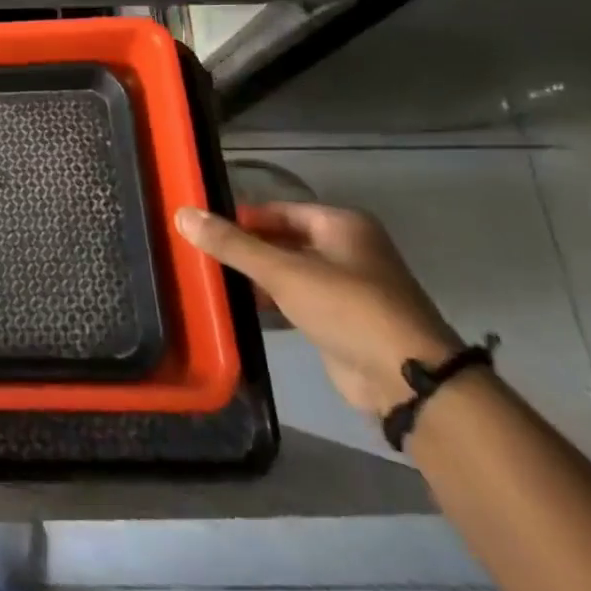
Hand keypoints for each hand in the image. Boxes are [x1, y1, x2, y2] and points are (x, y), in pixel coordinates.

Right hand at [176, 201, 461, 416]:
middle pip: (285, 239)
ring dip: (257, 275)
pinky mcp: (343, 321)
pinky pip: (298, 300)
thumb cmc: (347, 308)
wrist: (407, 380)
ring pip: (290, 271)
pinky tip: (241, 305)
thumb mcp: (283, 271)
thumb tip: (183, 213)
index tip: (205, 225)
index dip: (243, 217)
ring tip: (213, 276)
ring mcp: (349, 287)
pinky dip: (272, 300)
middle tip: (202, 251)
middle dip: (247, 246)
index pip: (279, 210)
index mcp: (342, 225)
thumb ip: (233, 244)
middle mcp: (348, 250)